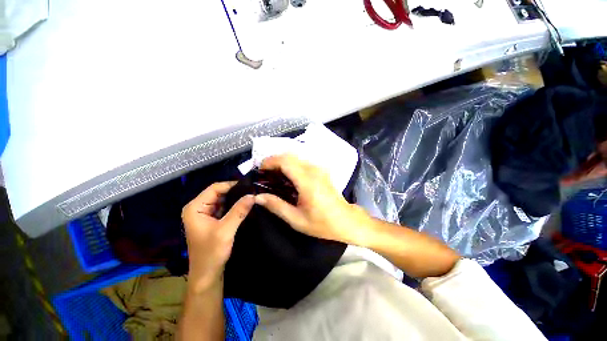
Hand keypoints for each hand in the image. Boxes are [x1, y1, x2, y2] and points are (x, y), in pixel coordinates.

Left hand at [182, 182, 253, 292]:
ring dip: (236, 199)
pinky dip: (235, 206)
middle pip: (219, 193)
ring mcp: (205, 214)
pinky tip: (246, 206)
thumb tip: (253, 195)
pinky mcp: (212, 220)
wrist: (207, 275)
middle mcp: (198, 208)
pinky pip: (225, 208)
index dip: (232, 185)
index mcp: (195, 207)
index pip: (215, 188)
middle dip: (236, 192)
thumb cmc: (211, 253)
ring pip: (223, 200)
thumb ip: (239, 211)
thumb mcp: (226, 230)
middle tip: (253, 192)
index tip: (249, 186)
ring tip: (251, 197)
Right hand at [255, 154, 371, 244]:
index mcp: (307, 181)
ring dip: (282, 162)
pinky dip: (291, 164)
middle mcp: (313, 170)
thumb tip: (258, 197)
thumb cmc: (322, 223)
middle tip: (264, 173)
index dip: (270, 162)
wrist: (345, 221)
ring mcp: (319, 169)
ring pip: (296, 157)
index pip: (285, 161)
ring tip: (273, 175)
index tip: (259, 170)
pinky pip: (303, 161)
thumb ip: (276, 206)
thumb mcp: (296, 219)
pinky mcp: (321, 171)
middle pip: (289, 155)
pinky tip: (287, 176)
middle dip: (274, 160)